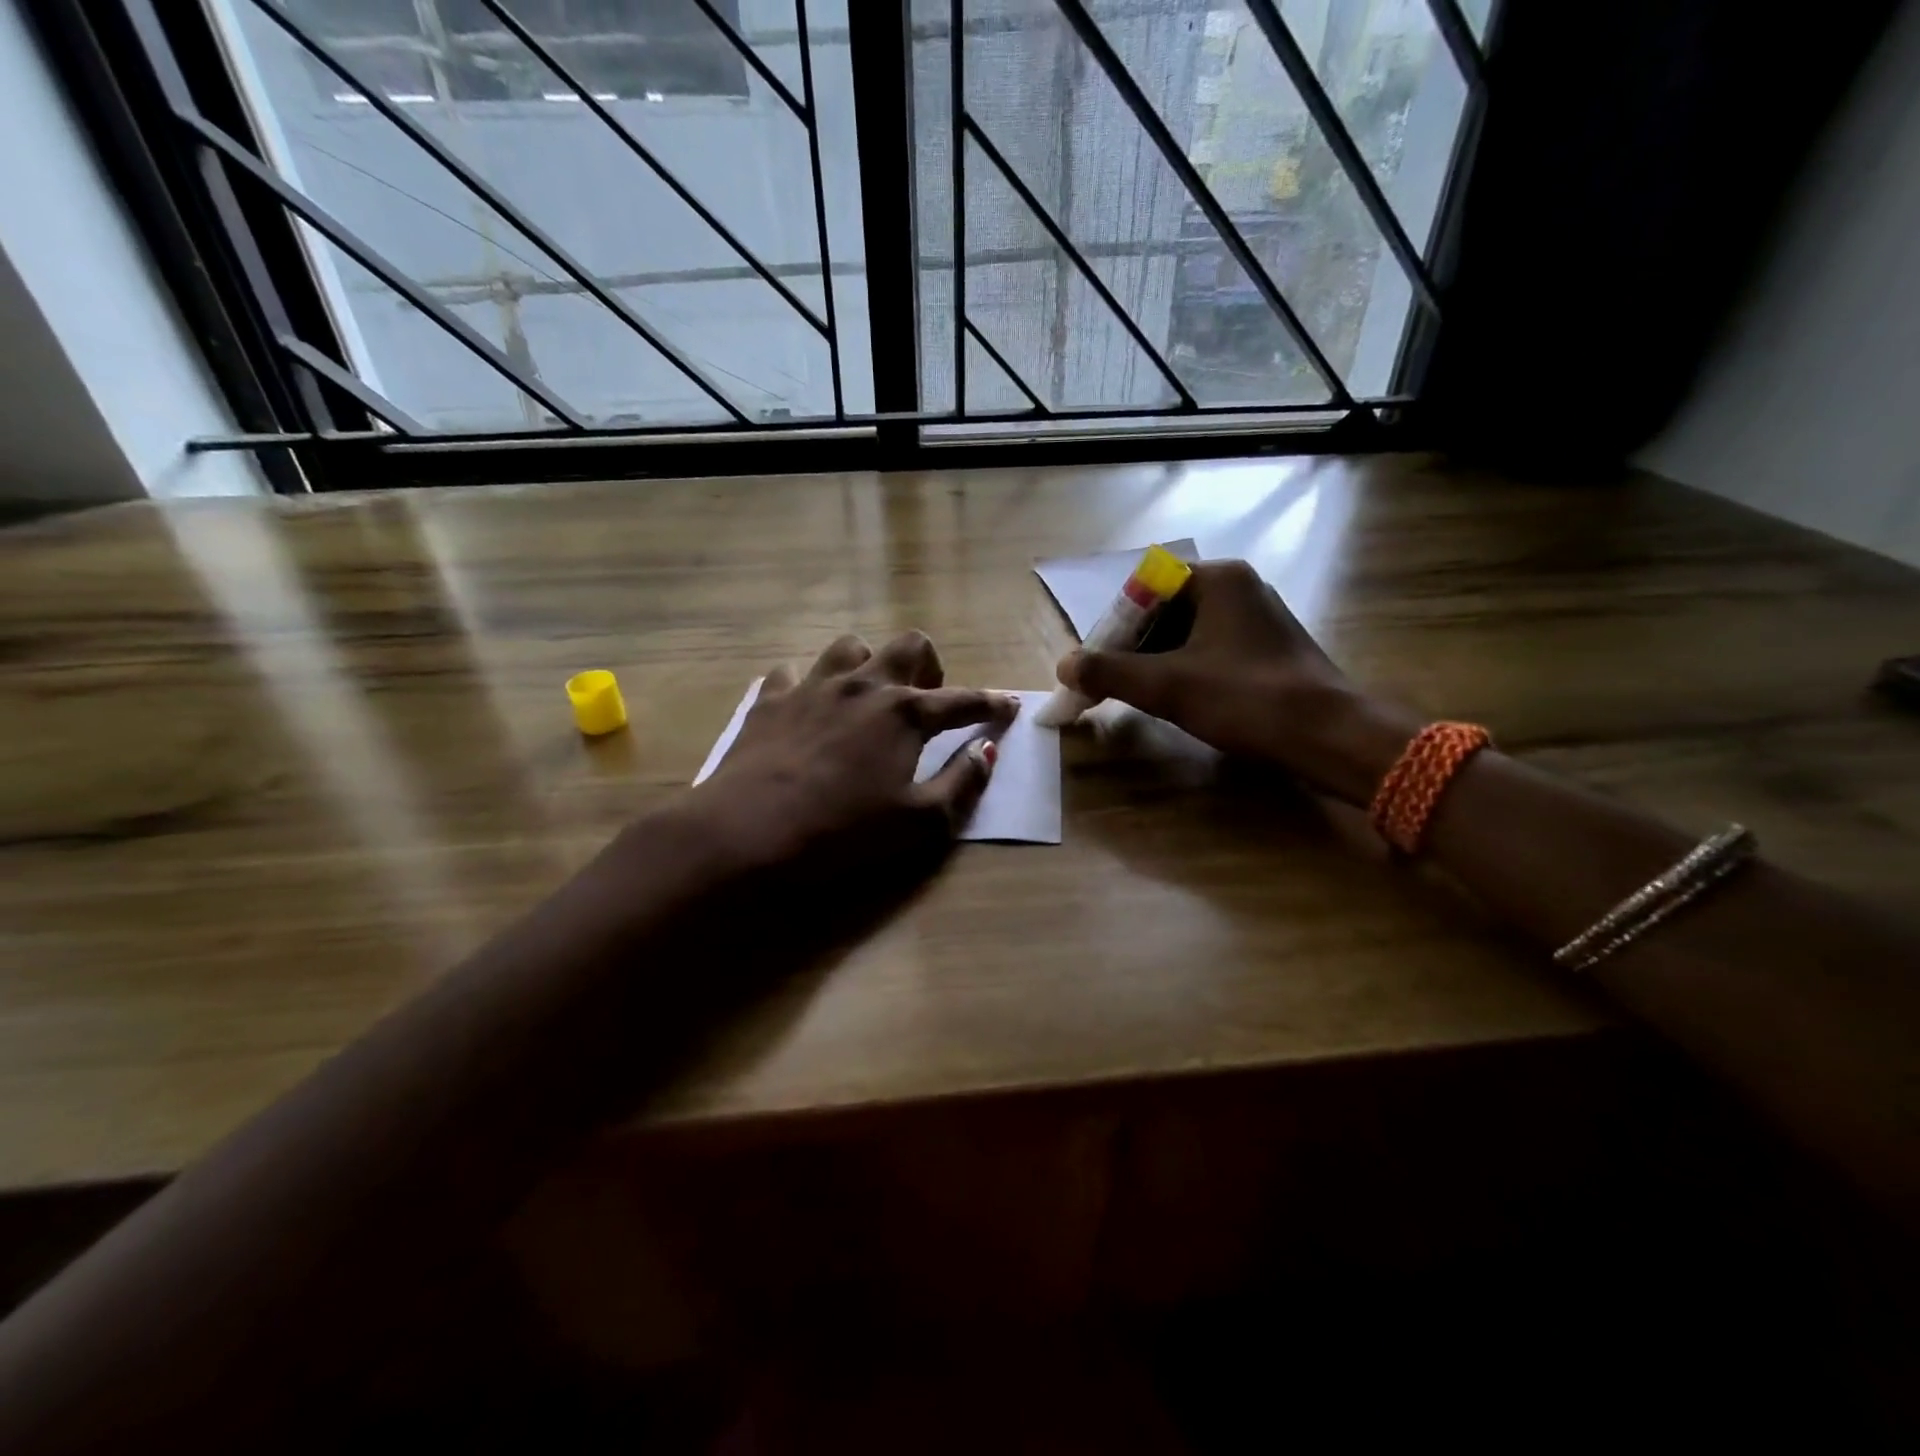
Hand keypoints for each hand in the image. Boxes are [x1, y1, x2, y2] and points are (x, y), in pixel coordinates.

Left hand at [691, 629, 1018, 887]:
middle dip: (928, 665)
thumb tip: (987, 750)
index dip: (991, 703)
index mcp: (905, 713)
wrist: (749, 832)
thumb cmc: (844, 832)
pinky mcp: (771, 699)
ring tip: (867, 696)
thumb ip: (962, 783)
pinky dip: (807, 685)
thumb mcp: (920, 822)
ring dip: (868, 664)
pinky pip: (793, 673)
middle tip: (926, 698)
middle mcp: (864, 686)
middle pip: (908, 646)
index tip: (1009, 705)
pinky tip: (806, 707)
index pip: (962, 700)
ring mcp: (813, 686)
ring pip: (850, 648)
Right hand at [1056, 560, 1416, 804]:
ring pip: (1187, 631)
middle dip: (1132, 646)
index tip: (1096, 664)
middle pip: (1164, 609)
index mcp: (1217, 579)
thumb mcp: (1166, 686)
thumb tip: (1063, 666)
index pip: (1143, 589)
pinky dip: (1185, 667)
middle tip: (1110, 682)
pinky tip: (1178, 698)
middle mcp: (1239, 586)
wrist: (1329, 735)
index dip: (1113, 627)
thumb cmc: (1245, 699)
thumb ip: (1108, 672)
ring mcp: (1258, 616)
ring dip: (1156, 659)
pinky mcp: (1269, 646)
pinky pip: (1211, 647)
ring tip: (1138, 694)